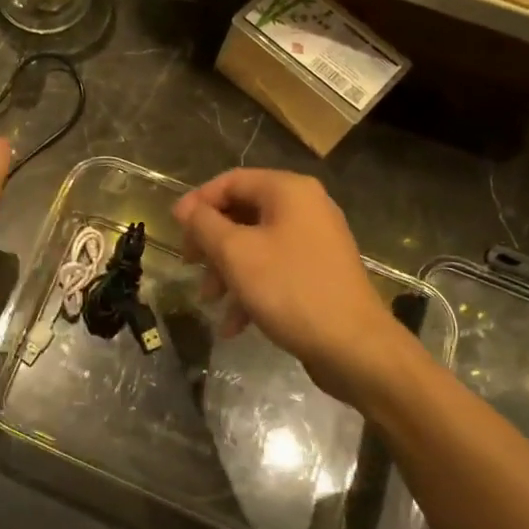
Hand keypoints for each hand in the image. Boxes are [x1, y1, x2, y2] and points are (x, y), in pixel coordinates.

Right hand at [172, 169, 400, 395]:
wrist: (353, 347)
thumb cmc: (289, 289)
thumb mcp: (235, 253)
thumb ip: (204, 224)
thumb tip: (185, 208)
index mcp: (289, 191)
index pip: (231, 181)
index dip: (198, 202)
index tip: (174, 230)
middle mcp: (305, 208)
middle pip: (242, 212)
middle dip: (211, 242)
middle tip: (188, 264)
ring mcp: (315, 241)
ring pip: (255, 244)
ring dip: (226, 270)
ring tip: (208, 300)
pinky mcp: (318, 272)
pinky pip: (274, 269)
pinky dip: (250, 288)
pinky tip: (234, 324)